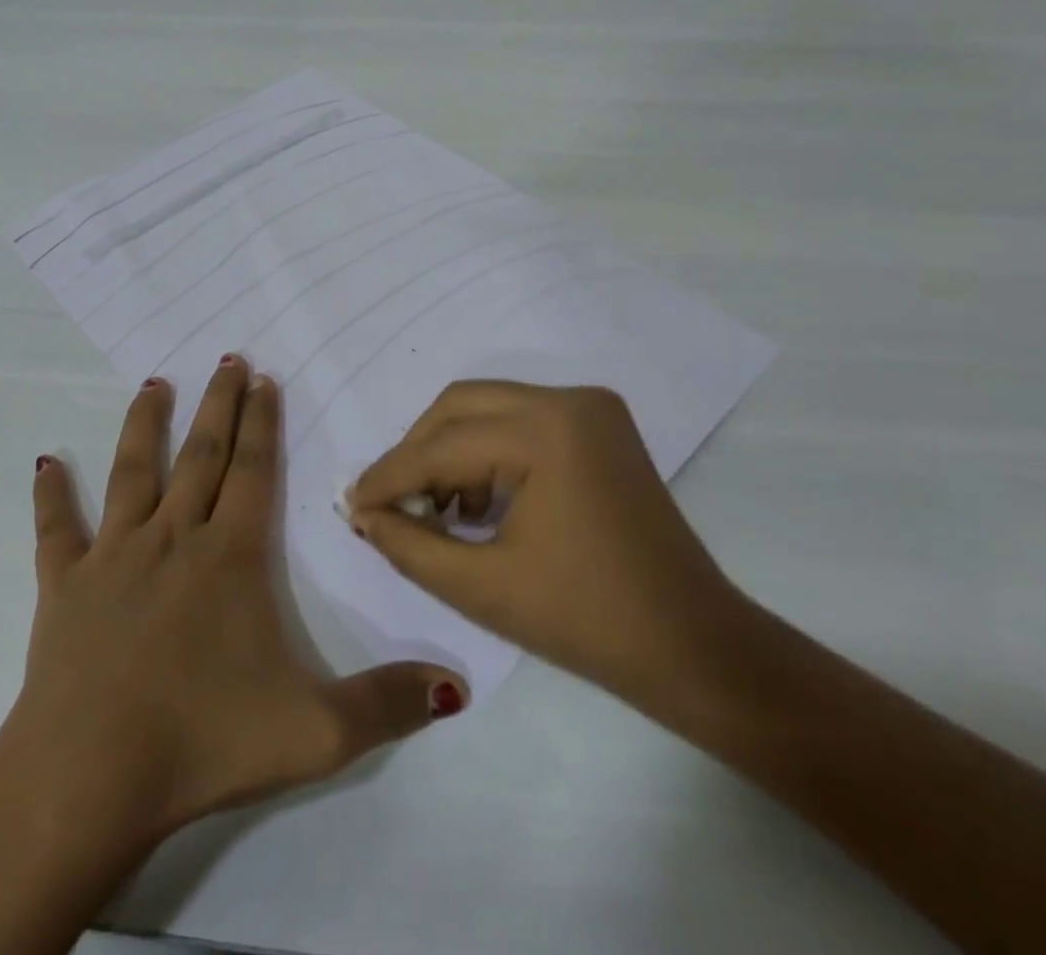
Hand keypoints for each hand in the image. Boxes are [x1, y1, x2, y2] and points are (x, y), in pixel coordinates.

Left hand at [8, 356, 463, 852]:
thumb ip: (387, 706)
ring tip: (154, 385)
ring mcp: (113, 556)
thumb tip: (458, 685)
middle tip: (226, 359)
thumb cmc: (203, 742)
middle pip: (201, 455)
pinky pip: (55, 529)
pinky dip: (51, 494)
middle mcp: (172, 538)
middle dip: (218, 405)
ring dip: (144, 426)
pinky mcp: (63, 585)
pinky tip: (45, 462)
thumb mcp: (315, 732)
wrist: (88, 778)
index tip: (263, 378)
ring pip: (133, 472)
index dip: (262, 422)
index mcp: (228, 556)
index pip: (253, 471)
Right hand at [345, 381, 754, 722]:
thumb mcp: (482, 587)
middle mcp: (569, 399)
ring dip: (449, 450)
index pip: (441, 445)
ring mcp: (590, 407)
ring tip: (435, 511)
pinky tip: (476, 500)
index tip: (351, 505)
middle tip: (391, 505)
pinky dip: (486, 450)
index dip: (389, 477)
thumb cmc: (587, 623)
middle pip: (459, 406)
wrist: (694, 647)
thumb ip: (409, 545)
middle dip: (417, 453)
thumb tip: (362, 515)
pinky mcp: (599, 424)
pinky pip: (519, 419)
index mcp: (546, 431)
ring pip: (486, 407)